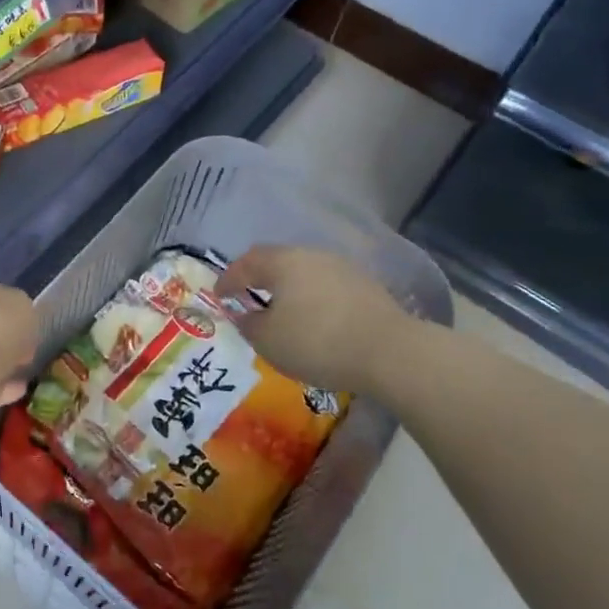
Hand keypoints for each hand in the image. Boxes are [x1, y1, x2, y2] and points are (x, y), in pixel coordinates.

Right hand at [215, 244, 419, 394]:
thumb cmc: (317, 342)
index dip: (228, 280)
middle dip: (258, 277)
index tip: (218, 296)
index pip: (245, 263)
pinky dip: (311, 297)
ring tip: (280, 308)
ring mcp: (342, 268)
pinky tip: (313, 317)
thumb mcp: (268, 341)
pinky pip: (325, 286)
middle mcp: (311, 255)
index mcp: (282, 262)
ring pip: (304, 271)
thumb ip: (248, 324)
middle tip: (246, 295)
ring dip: (287, 287)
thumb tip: (245, 315)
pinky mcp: (365, 286)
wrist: (390, 352)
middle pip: (276, 261)